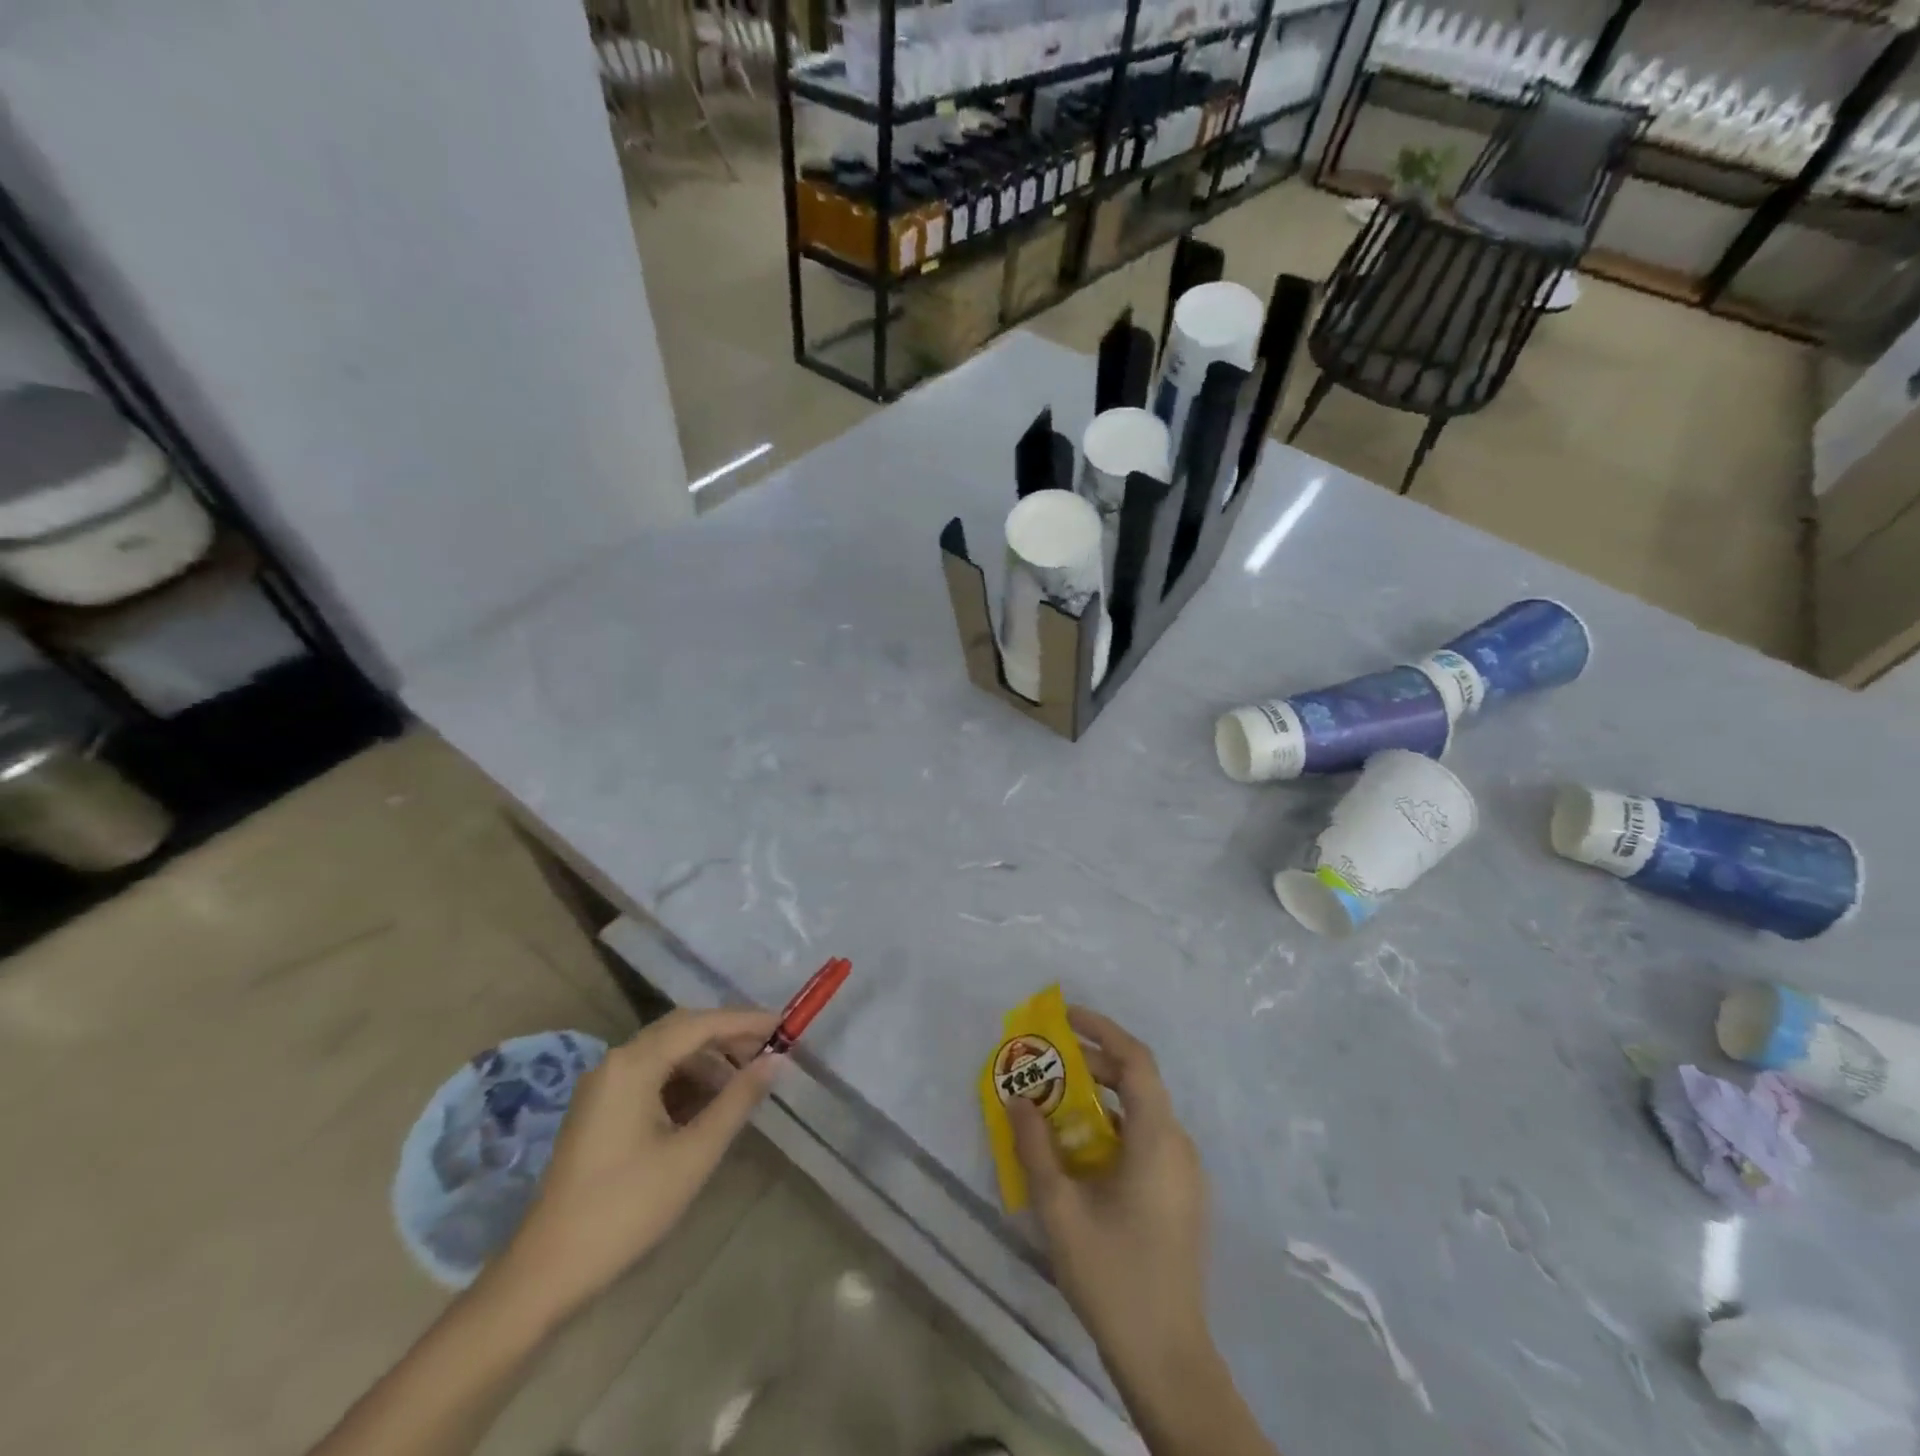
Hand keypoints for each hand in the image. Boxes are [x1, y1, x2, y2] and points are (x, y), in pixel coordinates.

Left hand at [499, 1008, 780, 1319]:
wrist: (545, 1272)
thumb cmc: (626, 1208)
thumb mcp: (694, 1153)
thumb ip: (738, 1100)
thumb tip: (776, 1060)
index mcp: (633, 1064)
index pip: (700, 1024)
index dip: (745, 1021)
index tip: (784, 1025)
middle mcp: (615, 1062)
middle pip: (681, 1030)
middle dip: (727, 1036)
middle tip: (770, 1048)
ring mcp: (604, 1086)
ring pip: (667, 1053)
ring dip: (708, 1060)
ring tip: (746, 1081)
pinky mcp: (600, 1109)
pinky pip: (651, 1076)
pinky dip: (685, 1081)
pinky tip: (709, 1104)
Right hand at [1008, 1007, 1210, 1382]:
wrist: (1167, 1358)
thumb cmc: (1113, 1276)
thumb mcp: (1061, 1209)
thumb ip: (1035, 1147)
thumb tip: (1017, 1098)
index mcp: (1157, 1139)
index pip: (1136, 1060)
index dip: (1103, 1029)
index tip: (1066, 1016)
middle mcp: (1178, 1146)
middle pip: (1138, 1083)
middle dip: (1093, 1063)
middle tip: (1049, 1062)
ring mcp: (1184, 1173)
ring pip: (1142, 1112)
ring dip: (1101, 1097)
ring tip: (1056, 1102)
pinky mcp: (1180, 1195)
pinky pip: (1146, 1140)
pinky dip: (1113, 1127)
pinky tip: (1080, 1151)